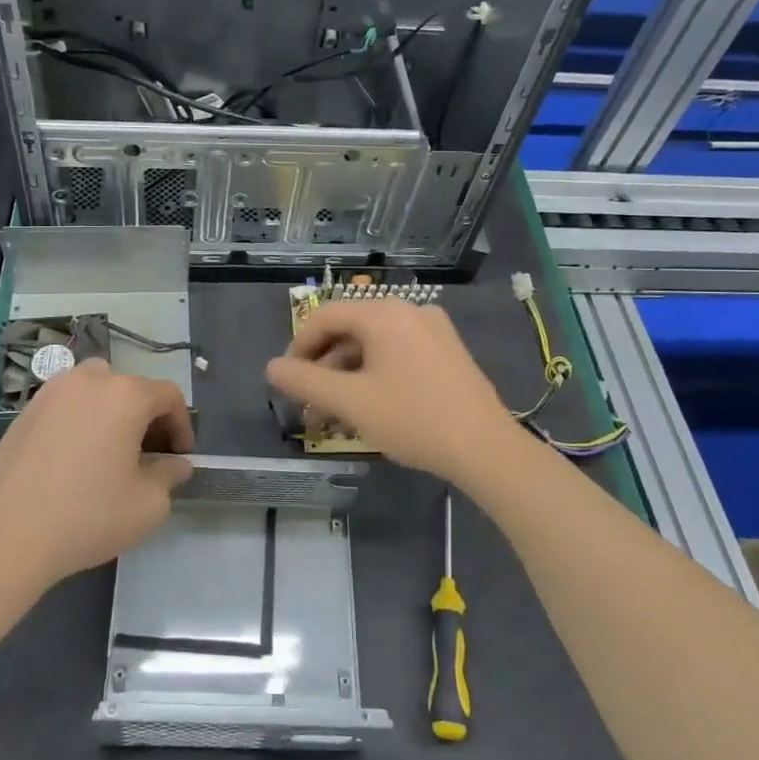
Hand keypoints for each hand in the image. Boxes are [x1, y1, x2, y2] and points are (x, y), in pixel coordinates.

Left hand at [0, 360, 193, 590]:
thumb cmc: (89, 515)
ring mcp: (51, 393)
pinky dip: (79, 422)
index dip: (182, 425)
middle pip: (131, 388)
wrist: (8, 535)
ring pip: (95, 390)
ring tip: (109, 452)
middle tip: (147, 455)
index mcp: (126, 394)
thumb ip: (170, 476)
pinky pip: (65, 406)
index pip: (169, 396)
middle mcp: (89, 381)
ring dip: (111, 413)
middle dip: (146, 418)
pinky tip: (73, 460)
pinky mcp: (24, 412)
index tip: (179, 458)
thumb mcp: (148, 505)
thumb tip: (175, 464)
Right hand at [265, 300, 520, 484]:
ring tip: (334, 417)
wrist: (485, 448)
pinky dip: (375, 376)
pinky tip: (368, 409)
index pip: (325, 316)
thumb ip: (305, 382)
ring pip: (374, 346)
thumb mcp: (350, 402)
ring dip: (347, 377)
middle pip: (350, 331)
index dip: (298, 346)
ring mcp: (433, 330)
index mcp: (384, 313)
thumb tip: (272, 368)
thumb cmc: (412, 419)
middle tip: (308, 407)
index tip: (287, 380)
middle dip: (324, 370)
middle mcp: (409, 311)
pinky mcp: (447, 352)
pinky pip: (398, 354)